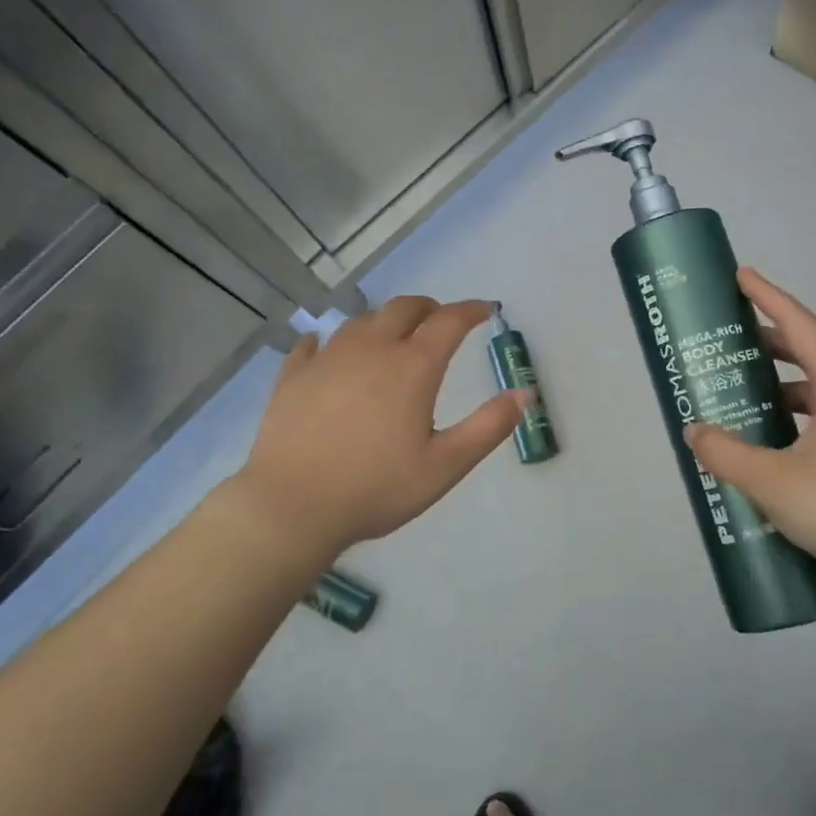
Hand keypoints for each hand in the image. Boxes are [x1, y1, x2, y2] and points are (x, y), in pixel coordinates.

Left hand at [233, 296, 525, 565]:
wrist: (292, 506)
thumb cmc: (376, 488)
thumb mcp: (445, 465)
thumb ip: (488, 427)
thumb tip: (524, 394)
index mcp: (412, 367)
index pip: (448, 322)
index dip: (470, 310)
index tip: (485, 310)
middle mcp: (371, 350)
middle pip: (403, 308)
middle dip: (428, 308)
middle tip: (439, 320)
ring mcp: (328, 359)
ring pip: (360, 321)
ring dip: (383, 321)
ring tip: (391, 336)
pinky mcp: (294, 375)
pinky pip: (312, 344)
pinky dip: (327, 341)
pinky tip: (324, 348)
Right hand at [684, 268, 815, 584]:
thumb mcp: (773, 482)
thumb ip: (726, 454)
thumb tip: (694, 432)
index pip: (801, 326)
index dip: (769, 297)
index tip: (741, 276)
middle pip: (809, 355)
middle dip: (767, 344)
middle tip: (728, 344)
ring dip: (780, 387)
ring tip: (742, 395)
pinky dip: (795, 417)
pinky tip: (773, 444)